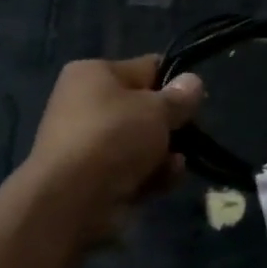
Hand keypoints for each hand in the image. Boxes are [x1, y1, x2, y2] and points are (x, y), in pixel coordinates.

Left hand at [25, 56, 203, 235]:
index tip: (194, 102)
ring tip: (175, 166)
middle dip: (170, 127)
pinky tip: (164, 183)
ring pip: (141, 144)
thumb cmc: (113, 137)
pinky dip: (149, 176)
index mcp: (92, 73)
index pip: (145, 69)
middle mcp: (85, 104)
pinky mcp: (91, 178)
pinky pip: (131, 170)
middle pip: (144, 110)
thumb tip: (193, 82)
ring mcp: (87, 144)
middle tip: (188, 137)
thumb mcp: (156, 109)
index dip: (173, 84)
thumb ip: (179, 97)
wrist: (71, 199)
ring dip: (164, 155)